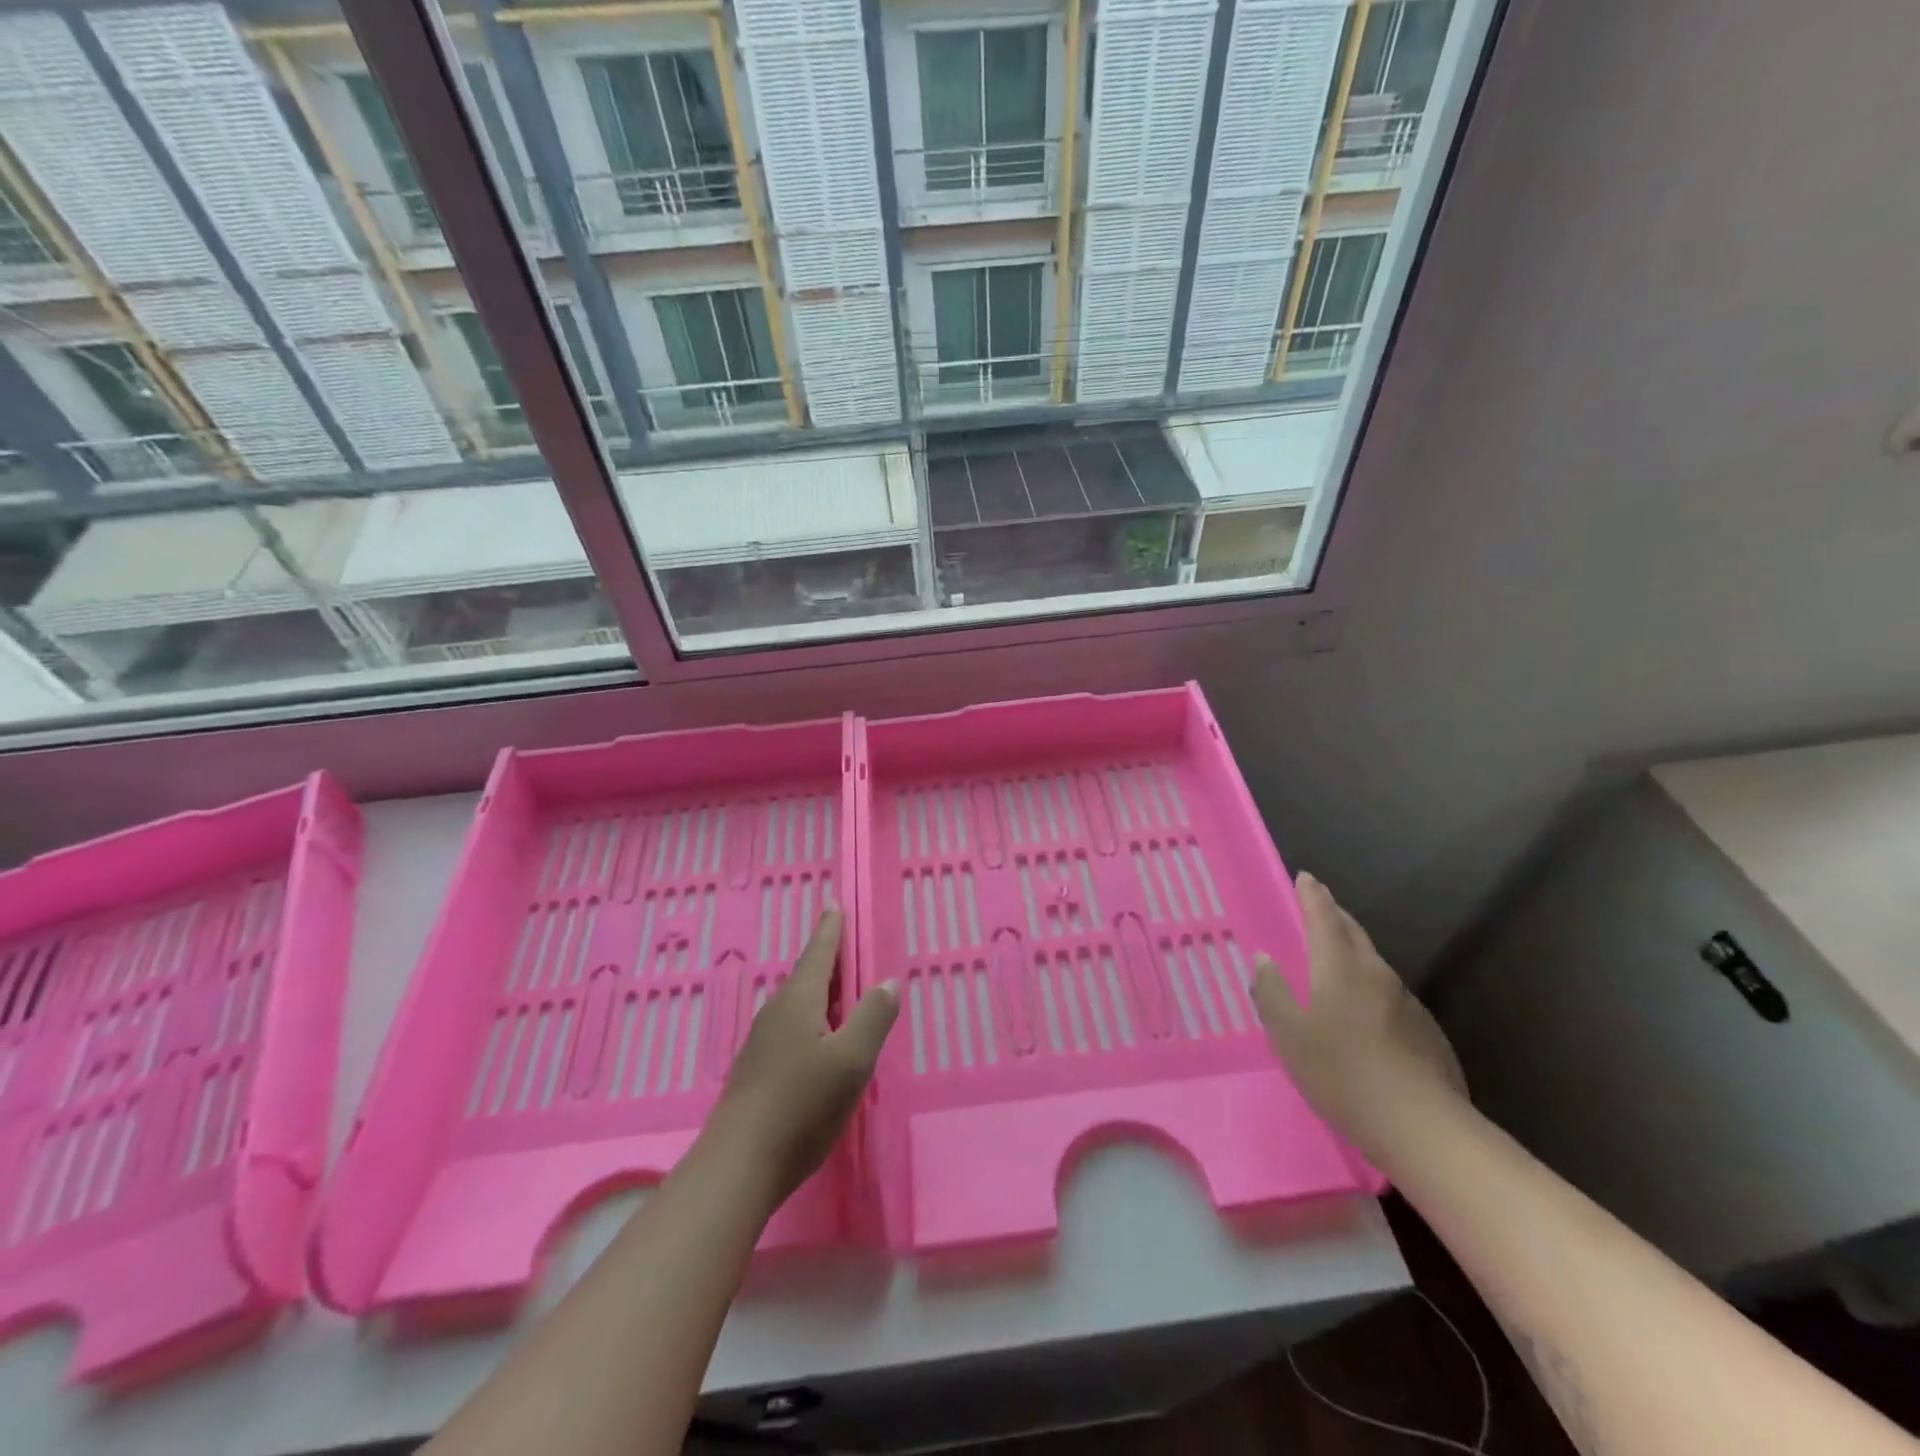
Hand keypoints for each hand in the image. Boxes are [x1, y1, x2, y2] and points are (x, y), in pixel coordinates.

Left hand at [707, 910, 898, 1206]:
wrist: (738, 1165)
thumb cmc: (801, 1105)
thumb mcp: (851, 1061)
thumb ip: (873, 1017)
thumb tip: (888, 982)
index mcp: (798, 1002)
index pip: (818, 953)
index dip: (830, 930)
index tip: (833, 905)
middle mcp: (776, 1014)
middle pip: (805, 976)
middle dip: (825, 959)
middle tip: (843, 943)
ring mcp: (762, 1044)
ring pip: (797, 1005)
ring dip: (819, 992)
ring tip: (839, 990)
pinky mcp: (757, 1072)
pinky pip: (791, 1029)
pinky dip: (811, 1020)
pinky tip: (820, 1041)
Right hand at [1252, 873, 1467, 1153]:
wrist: (1423, 1128)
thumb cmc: (1342, 1074)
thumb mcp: (1288, 1035)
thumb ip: (1272, 992)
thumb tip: (1264, 959)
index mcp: (1339, 967)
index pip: (1323, 917)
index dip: (1312, 895)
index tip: (1305, 877)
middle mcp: (1375, 974)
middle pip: (1353, 933)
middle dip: (1334, 916)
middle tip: (1318, 908)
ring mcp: (1406, 1002)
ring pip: (1373, 963)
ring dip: (1353, 951)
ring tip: (1335, 960)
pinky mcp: (1426, 1031)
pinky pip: (1389, 994)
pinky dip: (1370, 987)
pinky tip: (1364, 1014)